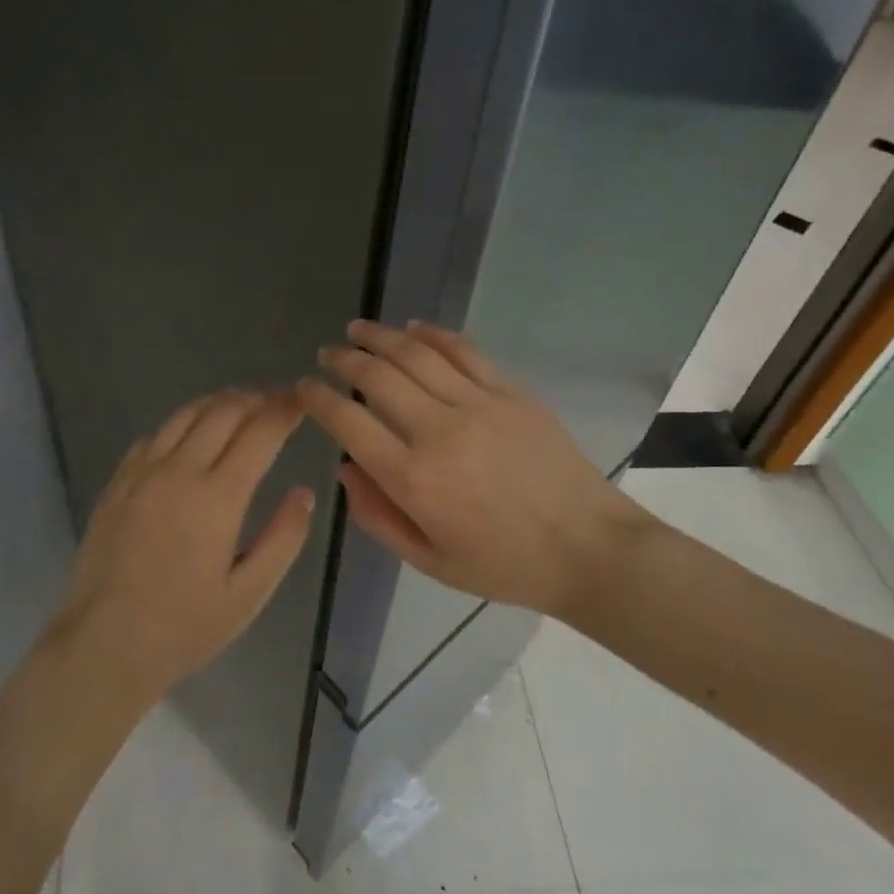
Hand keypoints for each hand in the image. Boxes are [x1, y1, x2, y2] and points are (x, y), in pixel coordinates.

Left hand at [53, 389, 314, 701]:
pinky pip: (154, 435)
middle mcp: (179, 472)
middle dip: (256, 399)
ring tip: (240, 405)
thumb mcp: (248, 594)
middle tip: (277, 400)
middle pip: (223, 411)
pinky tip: (190, 435)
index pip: (259, 432)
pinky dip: (182, 423)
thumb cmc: (184, 627)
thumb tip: (304, 493)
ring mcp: (142, 473)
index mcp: (217, 498)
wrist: (103, 644)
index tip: (302, 400)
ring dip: (219, 402)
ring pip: (185, 414)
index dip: (285, 410)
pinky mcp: (117, 482)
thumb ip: (283, 539)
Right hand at [299, 321, 649, 618]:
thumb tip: (345, 468)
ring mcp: (479, 405)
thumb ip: (378, 516)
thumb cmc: (504, 565)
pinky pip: (464, 351)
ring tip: (357, 330)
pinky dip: (433, 334)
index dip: (318, 399)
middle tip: (327, 354)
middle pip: (378, 377)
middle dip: (343, 360)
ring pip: (416, 354)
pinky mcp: (512, 393)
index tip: (304, 388)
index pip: (349, 423)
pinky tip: (413, 328)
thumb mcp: (429, 561)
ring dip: (379, 336)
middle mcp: (439, 431)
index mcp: (414, 479)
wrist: (589, 549)